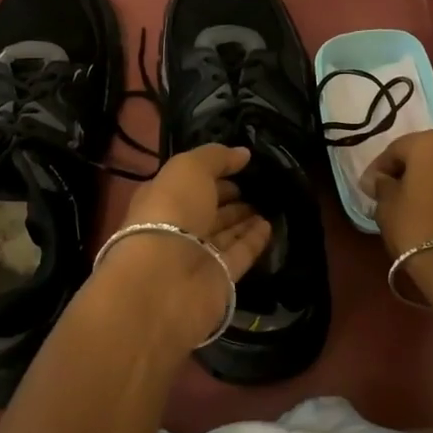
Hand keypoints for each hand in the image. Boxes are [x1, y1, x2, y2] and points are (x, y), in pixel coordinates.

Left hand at [88, 144, 273, 350]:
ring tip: (269, 203)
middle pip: (208, 209)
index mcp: (163, 198)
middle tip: (259, 185)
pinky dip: (254, 240)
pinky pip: (240, 254)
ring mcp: (198, 255)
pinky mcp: (219, 278)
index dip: (214, 173)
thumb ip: (216, 157)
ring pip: (224, 233)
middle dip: (229, 197)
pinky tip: (270, 225)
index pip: (191, 183)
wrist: (165, 278)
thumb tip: (243, 153)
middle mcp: (178, 227)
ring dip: (244, 218)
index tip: (242, 164)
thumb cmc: (171, 212)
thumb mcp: (189, 168)